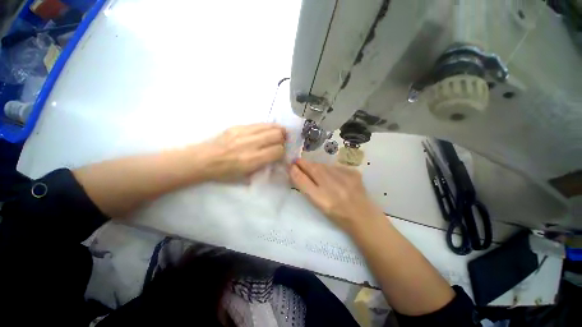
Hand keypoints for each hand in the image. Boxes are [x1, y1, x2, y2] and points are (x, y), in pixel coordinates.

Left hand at [196, 123, 285, 181]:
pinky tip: (268, 130)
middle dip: (283, 139)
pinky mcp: (238, 126)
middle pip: (277, 136)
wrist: (203, 160)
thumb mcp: (245, 177)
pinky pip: (259, 124)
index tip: (281, 153)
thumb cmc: (224, 173)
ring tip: (280, 134)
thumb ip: (262, 167)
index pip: (277, 151)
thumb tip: (275, 159)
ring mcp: (243, 133)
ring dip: (278, 130)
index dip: (282, 152)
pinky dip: (268, 126)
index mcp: (251, 160)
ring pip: (270, 127)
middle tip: (283, 142)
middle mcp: (250, 144)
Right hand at [289, 159, 384, 232]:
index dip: (296, 172)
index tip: (291, 165)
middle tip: (298, 161)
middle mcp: (333, 188)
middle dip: (304, 164)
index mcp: (323, 200)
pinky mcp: (354, 173)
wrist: (362, 215)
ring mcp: (345, 179)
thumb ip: (306, 187)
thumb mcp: (318, 204)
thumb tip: (295, 171)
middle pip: (314, 170)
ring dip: (316, 166)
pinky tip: (330, 174)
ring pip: (325, 167)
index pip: (304, 181)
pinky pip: (336, 167)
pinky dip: (329, 168)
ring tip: (312, 167)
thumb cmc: (336, 214)